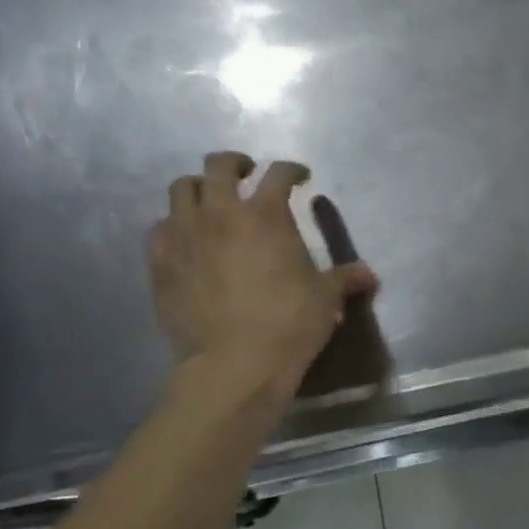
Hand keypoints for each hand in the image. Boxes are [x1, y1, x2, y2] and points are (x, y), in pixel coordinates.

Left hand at [148, 152, 377, 401]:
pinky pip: (160, 228)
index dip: (292, 170)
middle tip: (247, 175)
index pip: (278, 174)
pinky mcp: (160, 262)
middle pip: (218, 166)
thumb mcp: (325, 298)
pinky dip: (175, 226)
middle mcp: (220, 214)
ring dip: (198, 188)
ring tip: (210, 202)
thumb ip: (344, 279)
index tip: (301, 177)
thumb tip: (369, 276)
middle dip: (235, 164)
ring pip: (180, 189)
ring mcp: (184, 235)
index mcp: (265, 215)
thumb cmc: (288, 324)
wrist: (234, 364)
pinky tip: (187, 240)